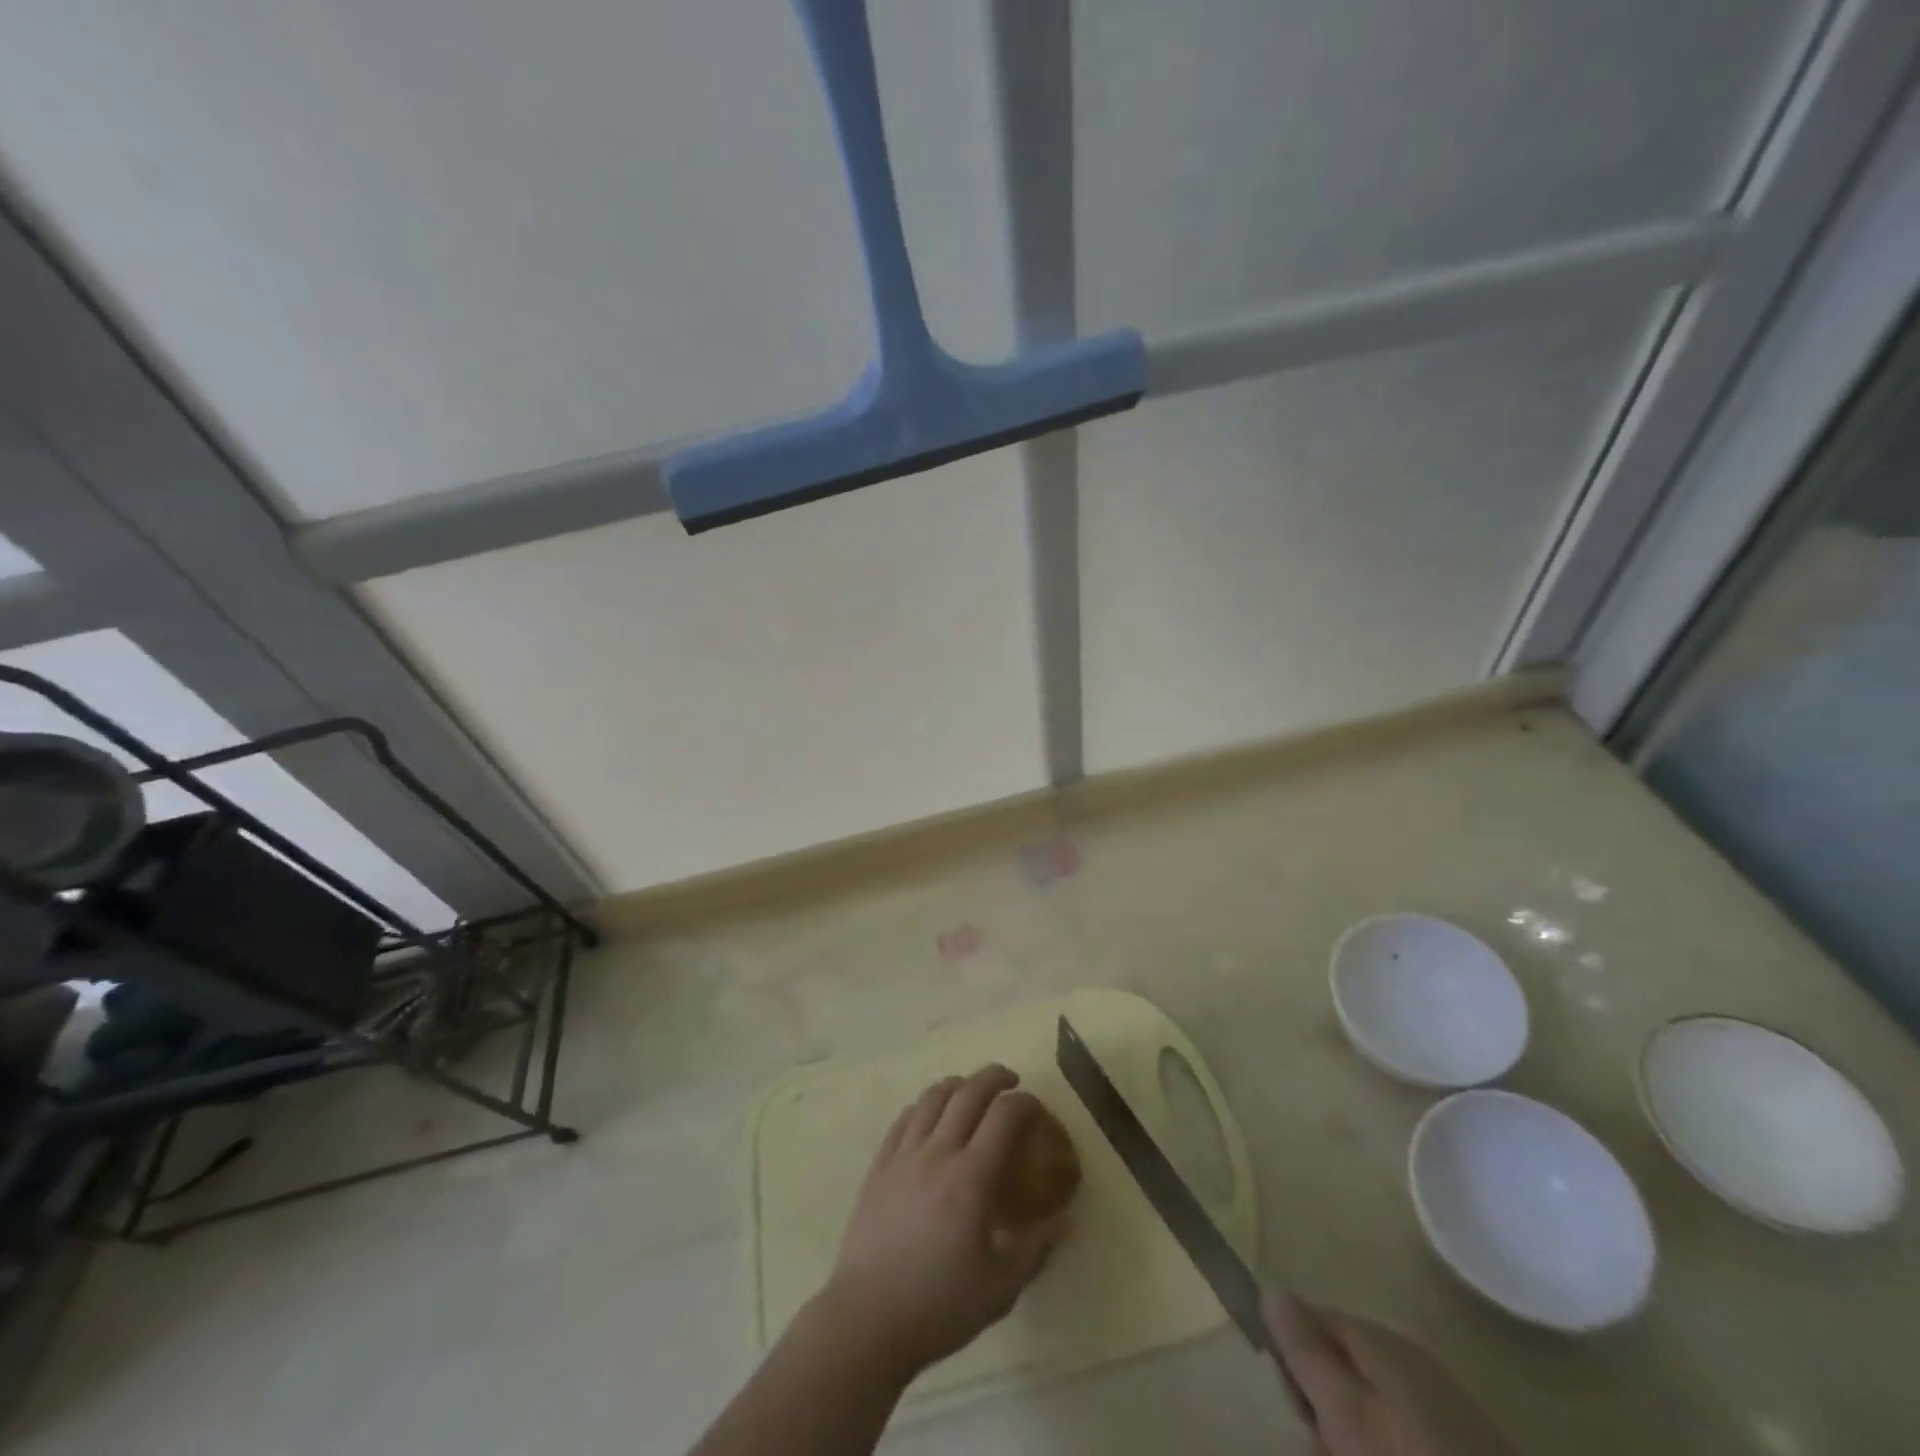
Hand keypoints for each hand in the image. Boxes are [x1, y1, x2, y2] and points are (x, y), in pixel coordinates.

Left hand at [814, 1064, 1068, 1380]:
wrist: (867, 1319)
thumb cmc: (938, 1306)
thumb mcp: (1001, 1289)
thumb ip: (1036, 1249)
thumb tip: (1064, 1221)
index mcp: (970, 1178)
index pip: (1004, 1116)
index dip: (1025, 1103)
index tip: (1037, 1107)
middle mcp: (938, 1153)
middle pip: (968, 1093)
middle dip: (994, 1077)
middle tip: (1010, 1081)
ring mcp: (904, 1154)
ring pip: (933, 1097)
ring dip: (959, 1084)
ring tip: (971, 1090)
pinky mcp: (880, 1163)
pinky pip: (905, 1117)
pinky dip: (925, 1104)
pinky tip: (932, 1113)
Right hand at [1268, 1294, 1513, 1455]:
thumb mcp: (1344, 1410)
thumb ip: (1306, 1349)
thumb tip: (1273, 1290)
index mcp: (1377, 1336)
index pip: (1312, 1316)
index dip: (1289, 1349)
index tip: (1284, 1395)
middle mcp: (1408, 1352)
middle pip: (1343, 1357)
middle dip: (1322, 1393)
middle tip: (1318, 1438)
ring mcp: (1443, 1396)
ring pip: (1374, 1394)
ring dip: (1353, 1422)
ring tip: (1345, 1450)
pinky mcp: (1466, 1438)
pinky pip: (1405, 1424)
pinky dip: (1386, 1439)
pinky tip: (1383, 1453)